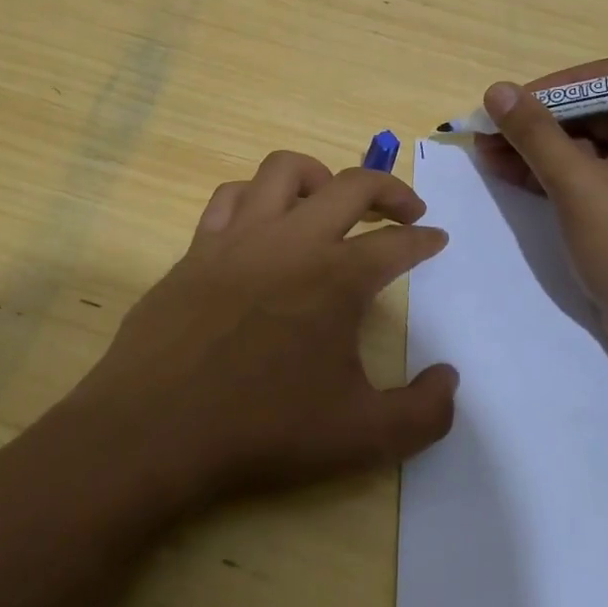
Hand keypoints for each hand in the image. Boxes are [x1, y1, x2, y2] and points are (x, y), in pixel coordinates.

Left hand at [66, 151, 458, 508]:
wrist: (156, 428)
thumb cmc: (264, 429)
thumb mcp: (362, 436)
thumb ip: (423, 412)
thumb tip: (450, 378)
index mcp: (337, 277)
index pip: (396, 245)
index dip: (424, 241)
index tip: (436, 239)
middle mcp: (292, 240)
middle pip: (352, 185)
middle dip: (389, 190)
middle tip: (406, 211)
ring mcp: (239, 237)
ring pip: (284, 170)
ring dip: (320, 176)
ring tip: (332, 202)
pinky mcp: (198, 247)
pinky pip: (231, 196)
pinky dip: (256, 196)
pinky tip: (263, 222)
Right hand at [474, 60, 607, 368]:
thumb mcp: (578, 186)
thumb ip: (535, 134)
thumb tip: (497, 90)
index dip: (556, 86)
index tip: (512, 103)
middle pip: (591, 113)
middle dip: (536, 122)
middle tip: (488, 130)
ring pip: (582, 146)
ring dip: (534, 148)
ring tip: (484, 151)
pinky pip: (584, 175)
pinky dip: (548, 173)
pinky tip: (506, 172)